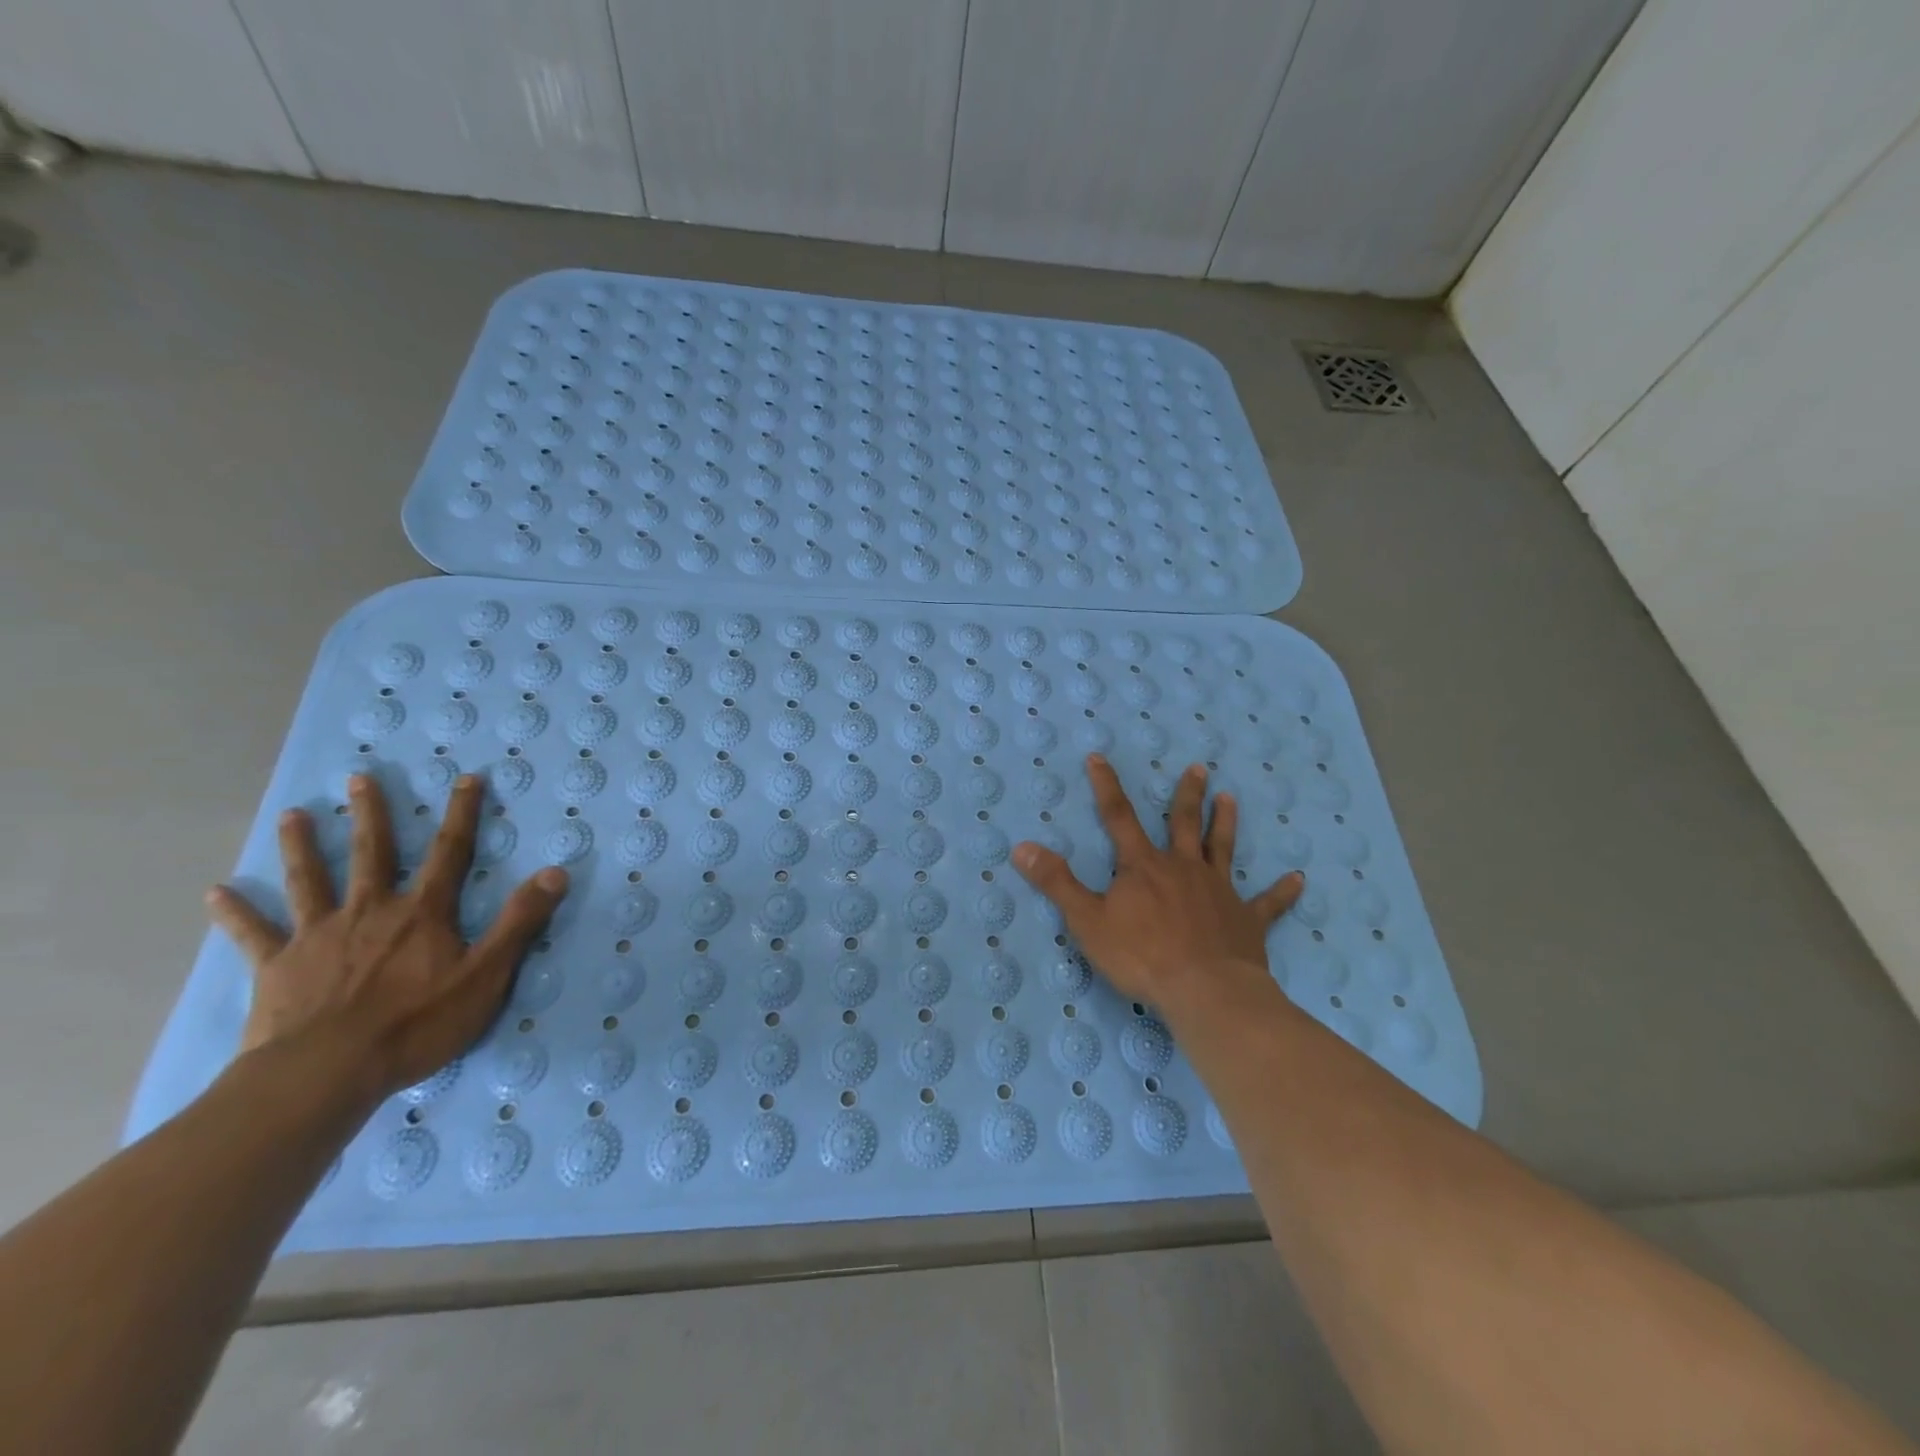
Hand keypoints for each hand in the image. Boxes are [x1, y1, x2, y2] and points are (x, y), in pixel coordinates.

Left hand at [205, 773, 566, 1100]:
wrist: (325, 1073)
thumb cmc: (415, 1024)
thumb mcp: (486, 974)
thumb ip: (519, 922)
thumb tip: (556, 872)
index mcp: (422, 913)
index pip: (450, 853)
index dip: (462, 814)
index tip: (466, 779)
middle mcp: (370, 911)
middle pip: (371, 854)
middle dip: (371, 814)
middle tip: (359, 778)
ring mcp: (318, 936)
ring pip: (310, 881)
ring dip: (301, 846)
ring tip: (293, 815)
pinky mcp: (277, 968)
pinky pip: (254, 934)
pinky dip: (236, 912)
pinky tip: (217, 892)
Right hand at [1013, 755, 1302, 1013]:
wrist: (1204, 991)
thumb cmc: (1140, 955)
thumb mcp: (1086, 920)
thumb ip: (1056, 882)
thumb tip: (1021, 846)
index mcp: (1143, 867)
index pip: (1118, 818)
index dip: (1106, 787)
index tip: (1099, 757)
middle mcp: (1182, 868)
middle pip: (1182, 823)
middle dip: (1186, 794)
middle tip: (1199, 768)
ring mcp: (1218, 891)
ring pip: (1222, 849)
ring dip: (1225, 823)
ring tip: (1230, 798)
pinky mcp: (1247, 920)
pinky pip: (1268, 902)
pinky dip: (1282, 891)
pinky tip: (1299, 879)